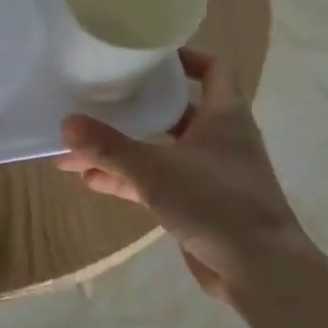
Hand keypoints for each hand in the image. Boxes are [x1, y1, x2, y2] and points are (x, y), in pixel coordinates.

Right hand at [57, 49, 306, 300]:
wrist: (261, 272)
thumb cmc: (216, 203)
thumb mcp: (156, 170)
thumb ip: (110, 147)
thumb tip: (66, 123)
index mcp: (224, 115)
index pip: (213, 68)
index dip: (185, 56)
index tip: (146, 56)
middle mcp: (219, 138)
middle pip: (174, 110)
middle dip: (134, 108)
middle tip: (97, 99)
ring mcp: (209, 173)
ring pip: (160, 150)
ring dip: (123, 149)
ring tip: (77, 148)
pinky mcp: (199, 204)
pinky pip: (157, 181)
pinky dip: (128, 179)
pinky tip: (91, 180)